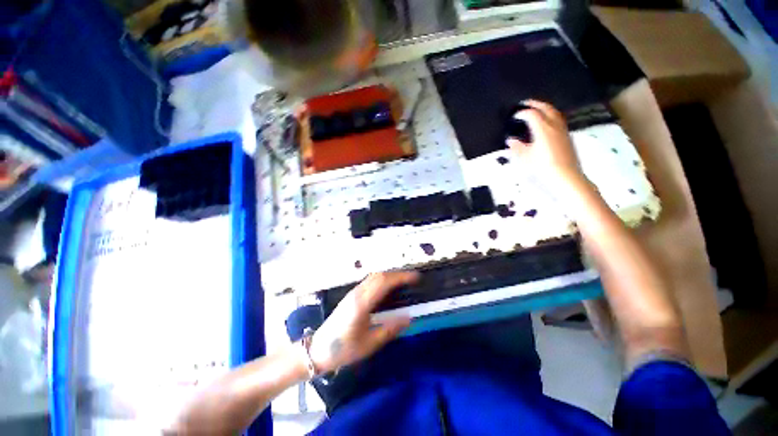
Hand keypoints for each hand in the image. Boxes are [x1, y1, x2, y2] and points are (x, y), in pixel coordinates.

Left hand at [308, 271, 418, 373]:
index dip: (401, 277)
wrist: (318, 349)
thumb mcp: (369, 344)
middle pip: (380, 275)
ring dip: (390, 275)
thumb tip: (409, 318)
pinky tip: (388, 286)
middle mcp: (357, 293)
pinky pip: (370, 281)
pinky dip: (383, 279)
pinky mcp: (351, 295)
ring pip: (374, 276)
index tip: (416, 277)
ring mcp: (353, 292)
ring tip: (404, 280)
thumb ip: (390, 330)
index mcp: (362, 303)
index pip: (384, 282)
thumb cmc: (343, 349)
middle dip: (398, 274)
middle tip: (413, 278)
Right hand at [506, 100, 586, 197]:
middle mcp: (554, 125)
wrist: (566, 176)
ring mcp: (562, 130)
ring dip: (545, 108)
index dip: (522, 113)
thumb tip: (511, 140)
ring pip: (554, 112)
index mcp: (543, 129)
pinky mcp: (567, 136)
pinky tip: (546, 122)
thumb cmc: (542, 167)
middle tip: (526, 103)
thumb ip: (517, 147)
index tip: (514, 116)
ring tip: (536, 110)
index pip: (532, 114)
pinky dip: (550, 116)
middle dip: (535, 104)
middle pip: (546, 108)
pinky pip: (558, 119)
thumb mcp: (526, 158)